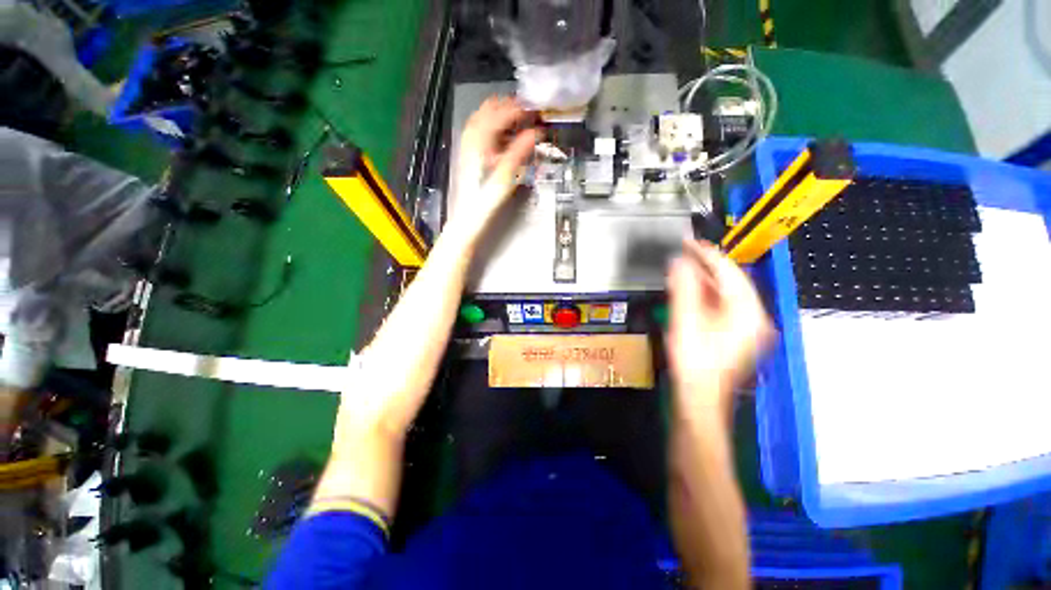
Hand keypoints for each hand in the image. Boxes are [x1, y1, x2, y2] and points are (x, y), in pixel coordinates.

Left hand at [451, 97, 539, 238]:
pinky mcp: (468, 155)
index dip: (519, 109)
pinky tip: (500, 135)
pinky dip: (491, 127)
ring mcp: (468, 146)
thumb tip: (536, 133)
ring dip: (498, 114)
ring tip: (515, 117)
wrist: (469, 217)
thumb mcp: (506, 175)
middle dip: (508, 106)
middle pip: (488, 110)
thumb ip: (519, 151)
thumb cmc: (487, 199)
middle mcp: (471, 138)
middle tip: (525, 111)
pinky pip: (478, 131)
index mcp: (480, 141)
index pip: (500, 114)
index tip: (534, 110)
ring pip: (481, 119)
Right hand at [666, 240, 773, 408]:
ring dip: (704, 280)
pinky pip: (724, 306)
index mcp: (748, 312)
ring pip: (727, 294)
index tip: (689, 242)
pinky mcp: (738, 335)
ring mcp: (748, 327)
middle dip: (706, 266)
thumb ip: (684, 287)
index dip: (707, 254)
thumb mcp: (686, 320)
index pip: (729, 272)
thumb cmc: (694, 361)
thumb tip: (679, 261)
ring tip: (683, 267)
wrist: (699, 397)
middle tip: (683, 253)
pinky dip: (707, 295)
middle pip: (731, 282)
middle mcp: (755, 317)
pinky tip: (691, 290)